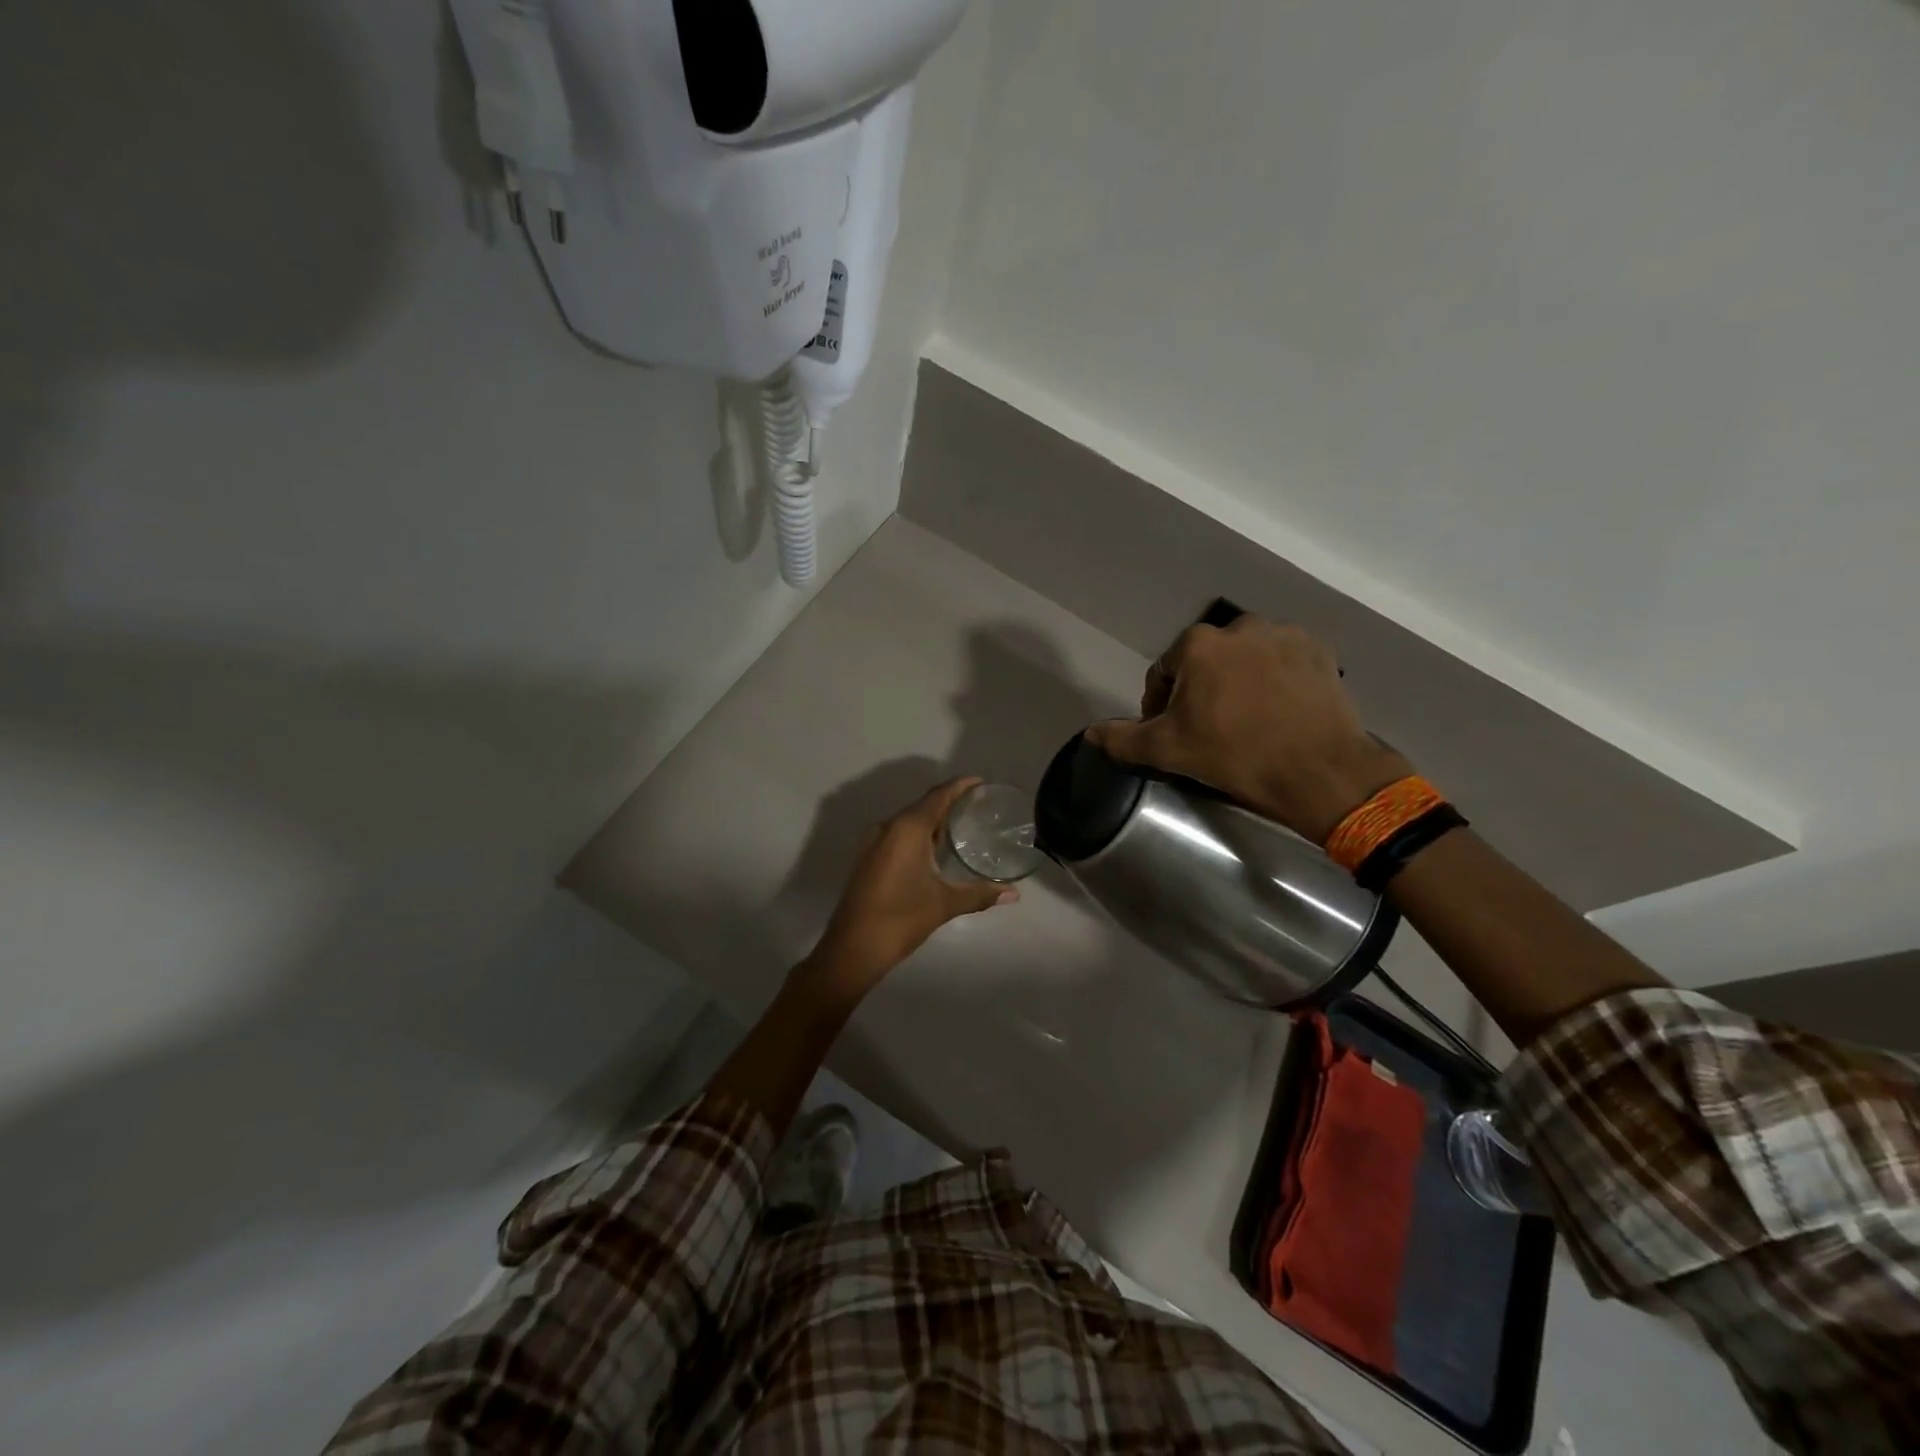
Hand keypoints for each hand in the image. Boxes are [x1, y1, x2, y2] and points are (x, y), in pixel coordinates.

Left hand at [801, 778, 1018, 1002]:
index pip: (937, 796)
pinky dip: (918, 835)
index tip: (980, 782)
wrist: (852, 948)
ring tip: (961, 826)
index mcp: (907, 828)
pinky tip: (934, 850)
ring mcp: (873, 842)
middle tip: (977, 807)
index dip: (959, 786)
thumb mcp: (944, 904)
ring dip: (932, 821)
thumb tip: (1014, 894)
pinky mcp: (868, 858)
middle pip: (923, 806)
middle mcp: (888, 827)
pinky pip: (897, 835)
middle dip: (948, 803)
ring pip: (908, 822)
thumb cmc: (900, 918)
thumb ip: (980, 894)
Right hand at [1085, 618, 1411, 842]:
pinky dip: (1275, 680)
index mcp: (1198, 645)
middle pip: (1206, 661)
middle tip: (1210, 728)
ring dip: (1239, 681)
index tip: (1173, 731)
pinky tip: (1279, 711)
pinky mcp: (1320, 651)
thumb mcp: (1168, 750)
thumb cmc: (1234, 755)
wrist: (1320, 771)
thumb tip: (1091, 733)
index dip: (1161, 704)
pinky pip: (1283, 661)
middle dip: (1202, 689)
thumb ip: (1123, 738)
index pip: (1164, 672)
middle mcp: (1240, 627)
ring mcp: (1284, 635)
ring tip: (1247, 719)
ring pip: (1246, 658)